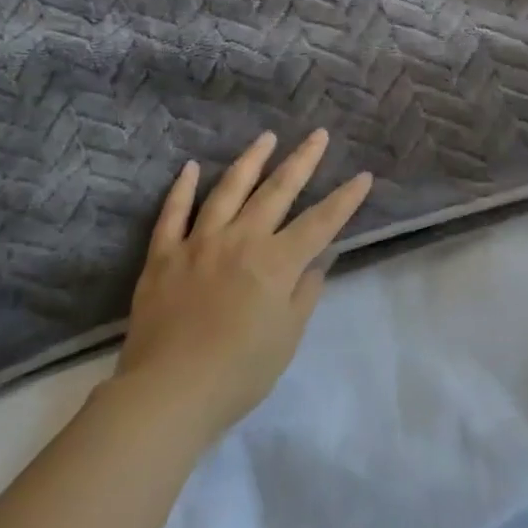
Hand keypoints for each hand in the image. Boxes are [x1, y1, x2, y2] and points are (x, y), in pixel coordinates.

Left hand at [118, 131, 372, 440]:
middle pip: (277, 191)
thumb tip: (316, 263)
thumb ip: (304, 294)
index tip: (363, 176)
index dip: (345, 199)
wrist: (168, 393)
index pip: (320, 222)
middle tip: (317, 134)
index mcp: (276, 262)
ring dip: (251, 161)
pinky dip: (181, 189)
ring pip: (228, 190)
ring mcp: (199, 243)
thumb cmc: (239, 373)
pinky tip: (189, 167)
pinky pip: (173, 214)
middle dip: (302, 161)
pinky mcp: (164, 255)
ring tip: (267, 137)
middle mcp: (241, 239)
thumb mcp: (287, 338)